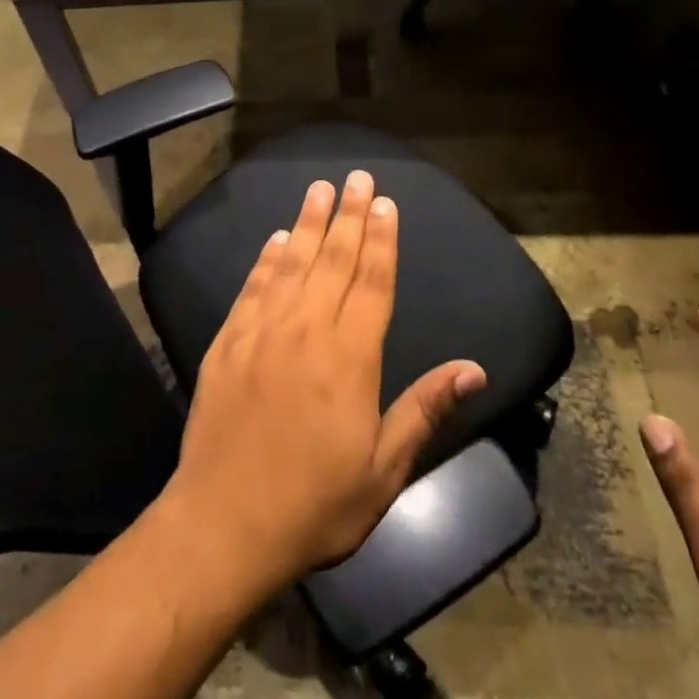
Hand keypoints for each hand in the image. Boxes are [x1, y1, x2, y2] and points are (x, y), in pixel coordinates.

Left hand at [158, 171, 486, 595]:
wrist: (225, 521)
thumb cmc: (315, 503)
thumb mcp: (385, 470)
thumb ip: (425, 410)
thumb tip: (473, 369)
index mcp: (350, 357)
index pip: (372, 282)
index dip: (381, 240)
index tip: (385, 203)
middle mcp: (306, 329)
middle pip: (333, 260)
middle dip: (348, 215)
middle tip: (357, 177)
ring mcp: (262, 331)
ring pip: (291, 263)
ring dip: (307, 222)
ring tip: (319, 188)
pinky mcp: (227, 341)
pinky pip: (252, 287)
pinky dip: (265, 259)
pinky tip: (274, 239)